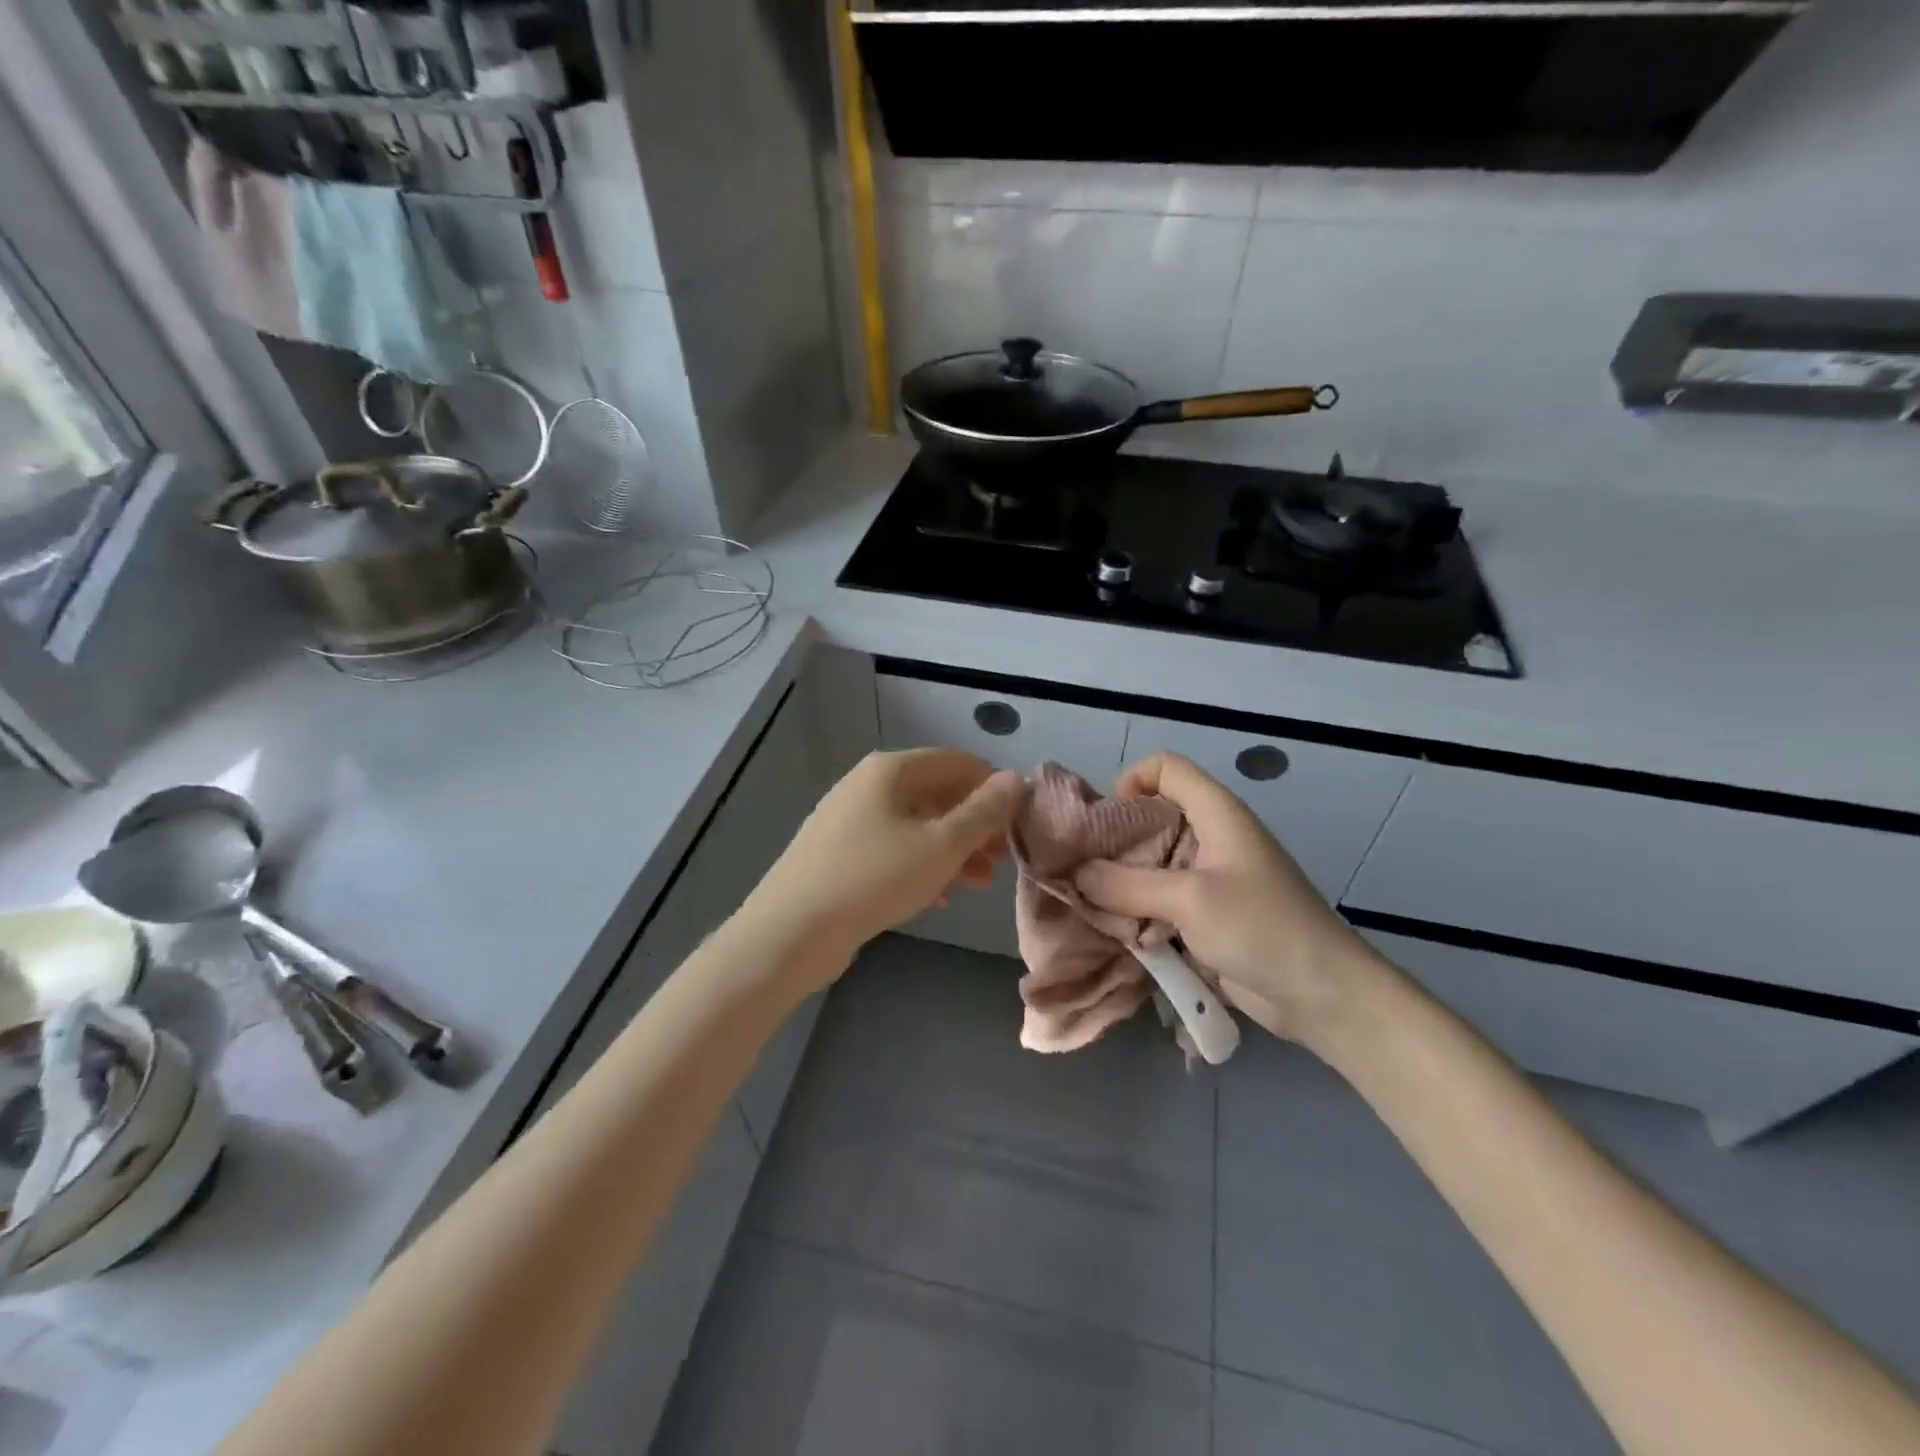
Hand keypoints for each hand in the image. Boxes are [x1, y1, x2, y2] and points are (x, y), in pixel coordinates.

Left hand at [742, 749, 1027, 975]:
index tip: (1020, 823)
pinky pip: (893, 848)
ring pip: (916, 825)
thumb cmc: (875, 878)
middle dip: (975, 825)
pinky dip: (921, 865)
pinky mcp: (839, 853)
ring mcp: (849, 819)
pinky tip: (938, 897)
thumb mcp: (942, 845)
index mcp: (891, 769)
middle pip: (937, 794)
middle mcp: (868, 784)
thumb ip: (984, 811)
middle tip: (1002, 859)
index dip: (994, 787)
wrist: (791, 931)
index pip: (958, 762)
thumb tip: (1017, 778)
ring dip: (952, 850)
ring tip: (978, 884)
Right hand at [1073, 753, 1394, 1047]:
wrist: (1322, 995)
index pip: (1166, 768)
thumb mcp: (1189, 900)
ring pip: (1152, 864)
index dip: (1132, 780)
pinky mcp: (1207, 915)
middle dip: (1115, 840)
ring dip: (1122, 882)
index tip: (1105, 820)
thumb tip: (1076, 873)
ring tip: (1092, 904)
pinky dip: (1137, 911)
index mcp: (1216, 813)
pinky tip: (1117, 932)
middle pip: (1152, 818)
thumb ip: (1127, 885)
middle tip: (1082, 868)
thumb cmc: (1261, 928)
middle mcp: (1211, 837)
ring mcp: (1209, 879)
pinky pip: (1161, 901)